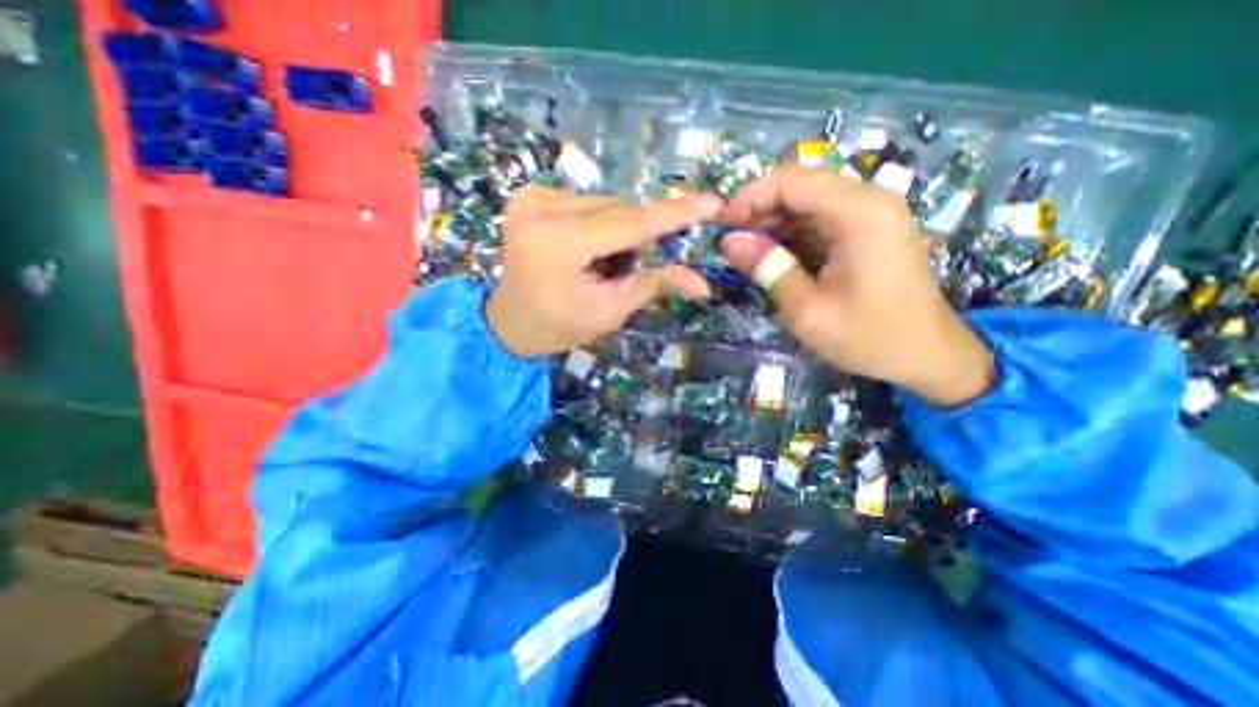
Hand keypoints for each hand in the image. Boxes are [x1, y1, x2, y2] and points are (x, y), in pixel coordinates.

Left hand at [486, 188, 718, 355]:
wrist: (507, 323)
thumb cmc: (557, 327)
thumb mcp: (608, 312)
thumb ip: (652, 285)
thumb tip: (701, 282)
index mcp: (561, 243)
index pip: (631, 223)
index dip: (675, 214)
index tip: (712, 202)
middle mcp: (543, 208)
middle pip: (619, 210)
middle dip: (642, 234)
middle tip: (645, 262)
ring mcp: (532, 198)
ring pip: (604, 204)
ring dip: (619, 230)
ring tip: (607, 262)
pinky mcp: (528, 196)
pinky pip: (585, 203)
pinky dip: (598, 223)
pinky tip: (588, 248)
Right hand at [719, 166, 993, 405]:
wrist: (927, 354)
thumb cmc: (869, 338)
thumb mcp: (808, 311)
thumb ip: (769, 270)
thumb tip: (728, 242)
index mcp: (859, 214)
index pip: (791, 180)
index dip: (748, 197)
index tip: (720, 226)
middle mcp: (868, 200)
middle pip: (799, 186)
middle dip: (757, 211)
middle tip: (728, 244)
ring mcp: (870, 212)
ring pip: (806, 201)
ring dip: (771, 224)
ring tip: (744, 253)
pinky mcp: (867, 228)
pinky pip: (819, 218)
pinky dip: (790, 234)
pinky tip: (773, 257)